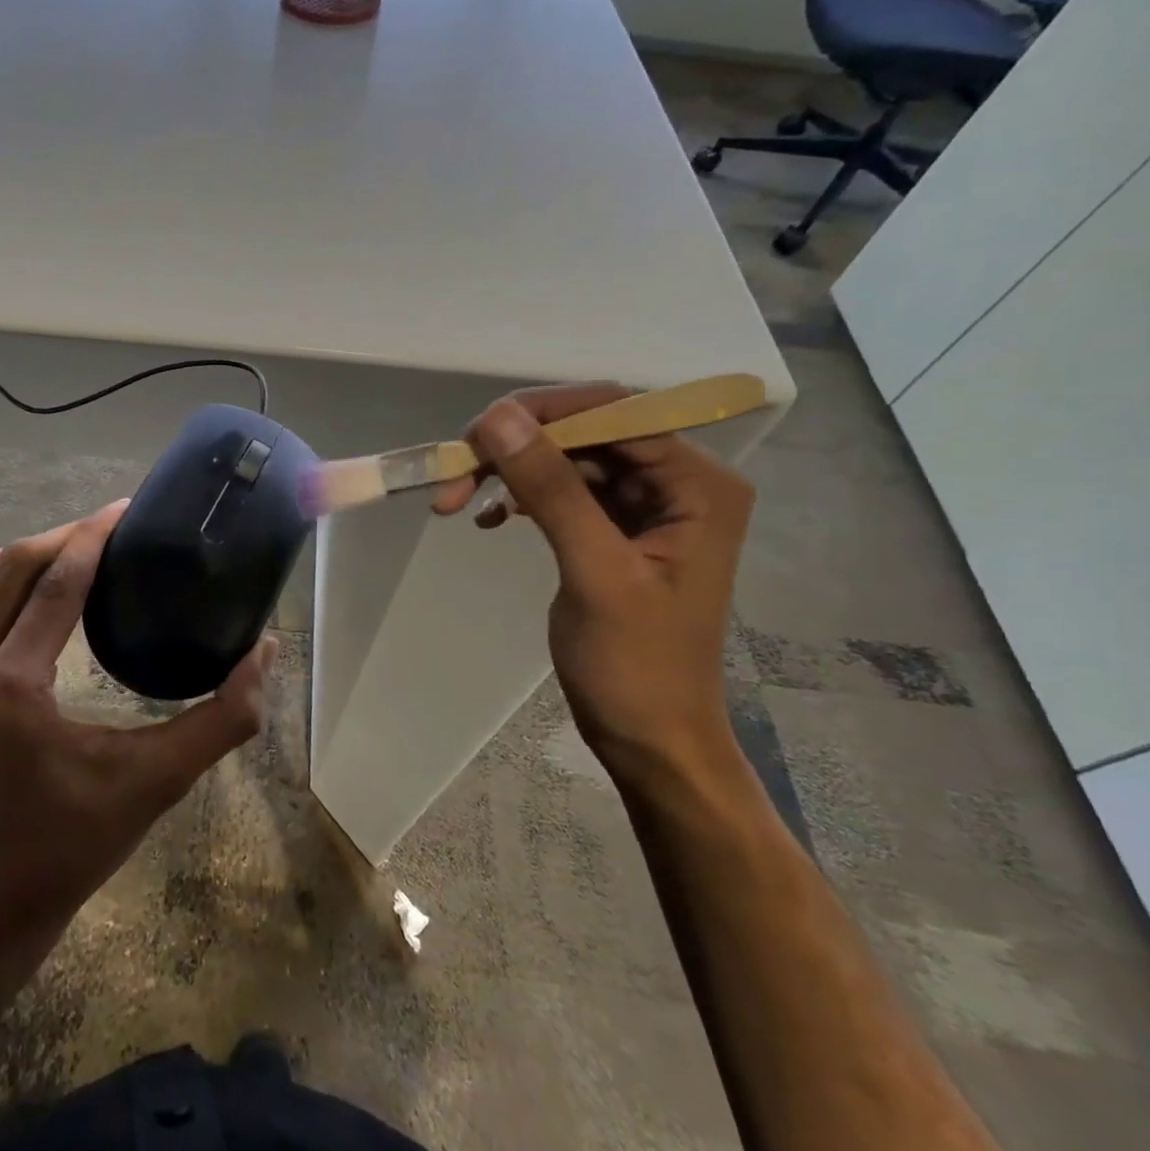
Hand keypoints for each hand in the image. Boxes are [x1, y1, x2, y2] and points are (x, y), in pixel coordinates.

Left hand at [0, 500, 276, 965]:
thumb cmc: (82, 840)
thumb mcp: (159, 781)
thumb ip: (223, 718)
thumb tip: (265, 651)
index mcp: (10, 691)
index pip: (54, 585)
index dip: (94, 536)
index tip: (129, 508)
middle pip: (14, 566)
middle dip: (67, 536)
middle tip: (117, 529)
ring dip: (34, 555)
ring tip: (84, 554)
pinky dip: (8, 582)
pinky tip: (46, 591)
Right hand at [432, 385, 754, 778]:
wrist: (649, 738)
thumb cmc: (636, 665)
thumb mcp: (594, 572)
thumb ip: (550, 489)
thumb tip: (497, 415)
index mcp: (696, 484)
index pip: (617, 412)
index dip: (544, 412)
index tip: (476, 434)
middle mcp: (675, 482)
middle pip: (585, 432)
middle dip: (516, 445)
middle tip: (453, 468)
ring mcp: (642, 506)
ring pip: (563, 459)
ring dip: (507, 472)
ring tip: (453, 499)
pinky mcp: (609, 529)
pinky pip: (557, 491)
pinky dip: (516, 497)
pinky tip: (484, 519)